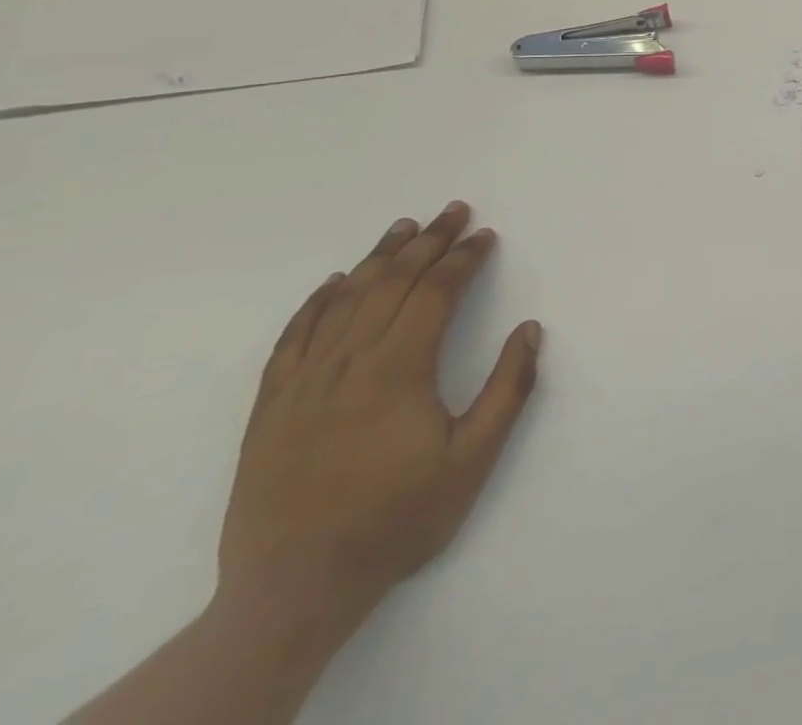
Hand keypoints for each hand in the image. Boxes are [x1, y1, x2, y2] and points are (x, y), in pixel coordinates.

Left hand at [217, 202, 542, 630]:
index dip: (463, 258)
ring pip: (344, 300)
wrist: (292, 591)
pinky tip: (334, 283)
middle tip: (454, 211)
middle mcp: (350, 362)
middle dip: (428, 242)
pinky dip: (316, 302)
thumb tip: (530, 329)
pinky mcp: (271, 407)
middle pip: (391, 283)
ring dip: (378, 258)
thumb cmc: (396, 520)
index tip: (485, 236)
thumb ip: (507, 389)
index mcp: (399, 369)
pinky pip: (294, 337)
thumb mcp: (472, 460)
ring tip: (404, 227)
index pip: (435, 293)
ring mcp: (304, 382)